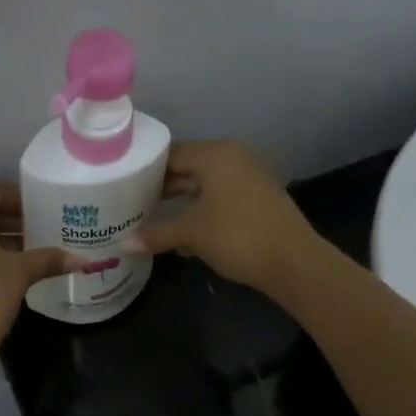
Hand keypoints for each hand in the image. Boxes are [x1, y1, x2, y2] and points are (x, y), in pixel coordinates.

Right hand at [125, 141, 323, 293]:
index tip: (123, 186)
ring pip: (204, 187)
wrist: (292, 262)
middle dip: (162, 190)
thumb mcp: (191, 233)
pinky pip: (220, 200)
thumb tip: (124, 244)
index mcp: (216, 155)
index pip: (171, 154)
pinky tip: (184, 239)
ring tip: (152, 223)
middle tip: (132, 206)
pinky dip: (201, 213)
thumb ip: (156, 234)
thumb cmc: (237, 236)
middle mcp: (234, 158)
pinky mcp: (257, 200)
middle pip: (187, 169)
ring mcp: (249, 179)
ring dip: (181, 205)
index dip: (145, 170)